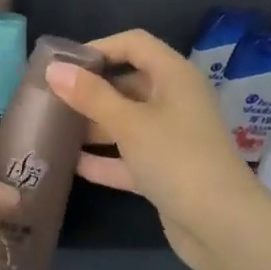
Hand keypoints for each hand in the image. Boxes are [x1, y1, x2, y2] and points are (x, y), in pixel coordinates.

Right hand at [45, 30, 270, 269]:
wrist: (220, 225)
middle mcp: (175, 102)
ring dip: (93, 125)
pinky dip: (104, 158)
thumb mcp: (129, 123)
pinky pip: (128, 157)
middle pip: (127, 84)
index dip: (100, 47)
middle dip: (90, 90)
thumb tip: (54, 70)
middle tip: (50, 98)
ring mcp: (171, 139)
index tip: (63, 64)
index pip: (135, 44)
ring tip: (51, 128)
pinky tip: (70, 164)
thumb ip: (90, 96)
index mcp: (174, 77)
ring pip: (126, 122)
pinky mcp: (165, 172)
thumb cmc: (175, 158)